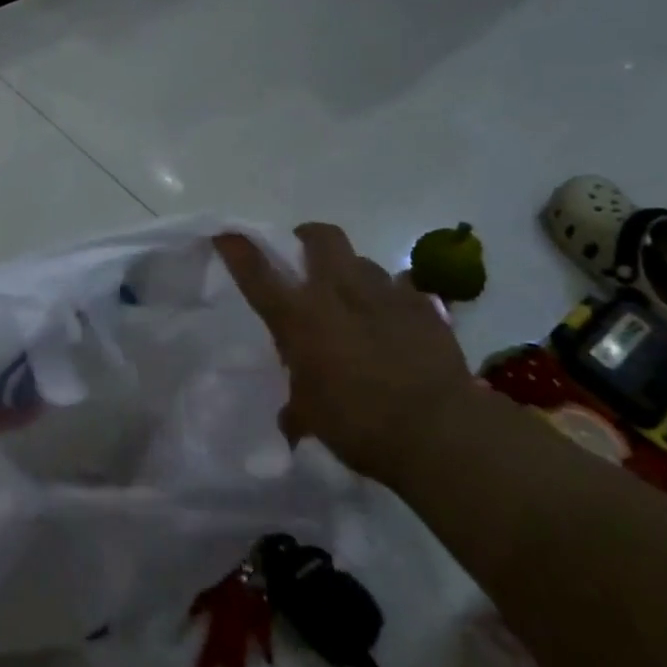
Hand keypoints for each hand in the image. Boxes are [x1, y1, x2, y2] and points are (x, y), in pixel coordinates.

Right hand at [216, 225, 473, 485]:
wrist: (440, 431)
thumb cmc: (359, 424)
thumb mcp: (313, 417)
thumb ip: (297, 406)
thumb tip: (290, 420)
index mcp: (299, 318)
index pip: (257, 272)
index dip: (238, 249)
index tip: (226, 234)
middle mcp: (337, 293)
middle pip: (321, 238)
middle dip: (309, 237)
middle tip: (305, 254)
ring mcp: (384, 294)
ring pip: (363, 262)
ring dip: (353, 274)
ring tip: (356, 300)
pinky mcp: (424, 308)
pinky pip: (402, 289)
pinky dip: (392, 300)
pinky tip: (395, 323)